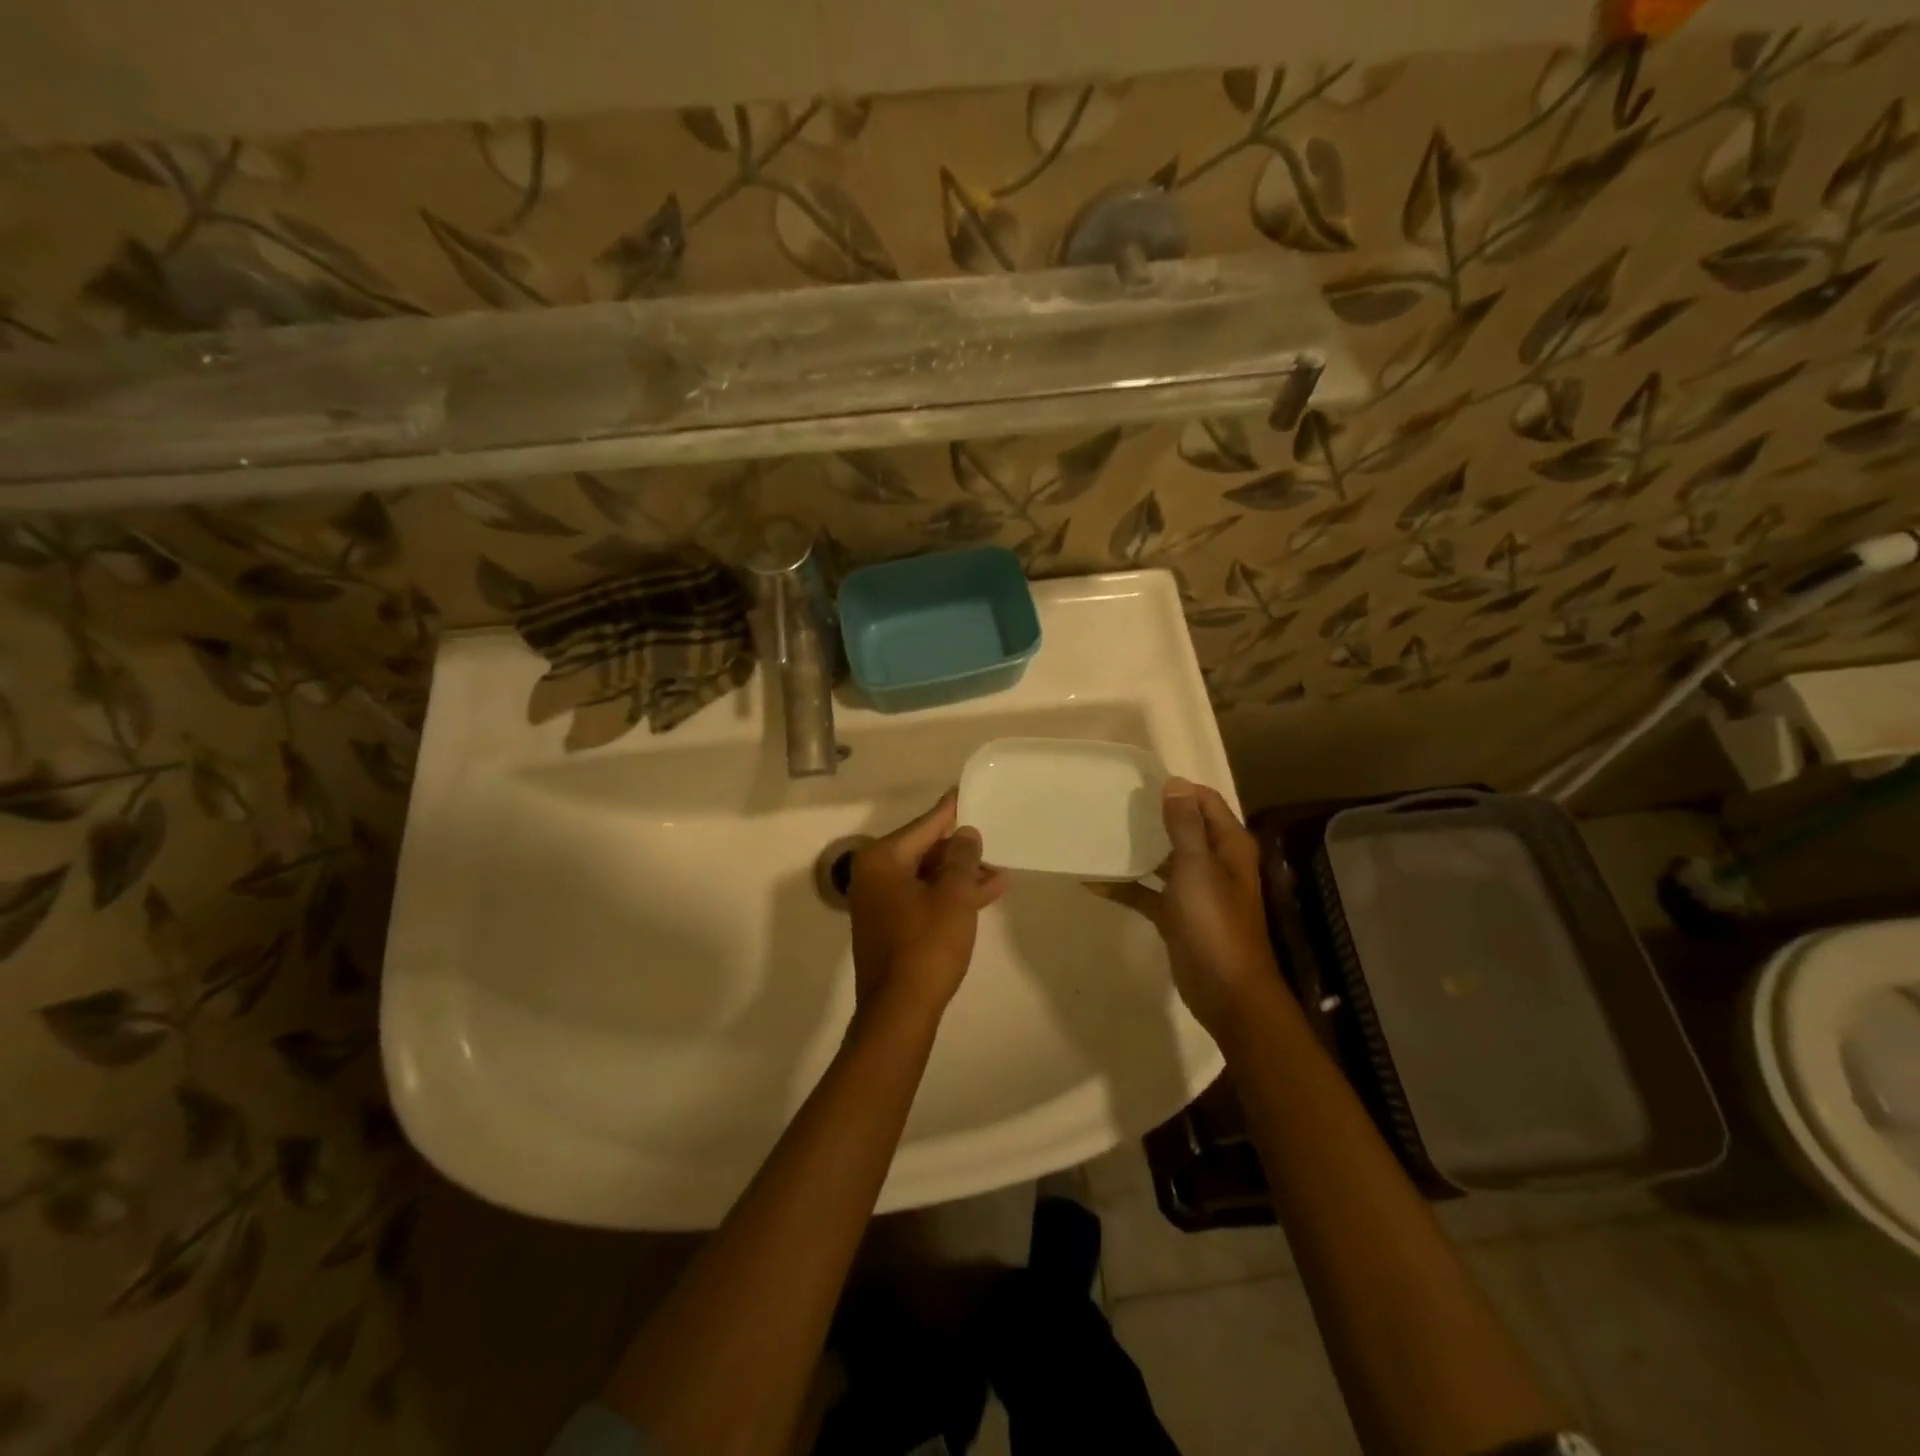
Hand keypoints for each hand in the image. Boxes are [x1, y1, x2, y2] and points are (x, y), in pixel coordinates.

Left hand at [848, 790, 1007, 1028]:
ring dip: (960, 876)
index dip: (951, 811)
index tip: (968, 792)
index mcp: (882, 860)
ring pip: (926, 877)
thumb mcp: (954, 896)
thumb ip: (962, 858)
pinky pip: (922, 899)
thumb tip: (965, 835)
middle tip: (993, 840)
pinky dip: (949, 896)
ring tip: (1000, 873)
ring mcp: (879, 903)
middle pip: (924, 850)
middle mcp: (874, 876)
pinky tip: (983, 896)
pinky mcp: (889, 927)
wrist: (900, 1012)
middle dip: (961, 851)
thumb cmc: (927, 945)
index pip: (924, 825)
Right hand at [1092, 778, 1280, 1037]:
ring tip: (1099, 832)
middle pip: (1183, 827)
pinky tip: (1093, 882)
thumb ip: (1184, 825)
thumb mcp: (1197, 867)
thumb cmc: (1214, 923)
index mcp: (1227, 846)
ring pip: (1163, 859)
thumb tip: (1175, 783)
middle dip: (1152, 815)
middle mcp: (1214, 862)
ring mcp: (1195, 890)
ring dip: (1137, 848)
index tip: (1137, 782)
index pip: (1204, 801)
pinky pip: (1148, 892)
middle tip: (1112, 803)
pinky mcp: (1177, 915)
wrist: (1226, 992)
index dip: (1177, 789)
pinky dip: (1126, 886)